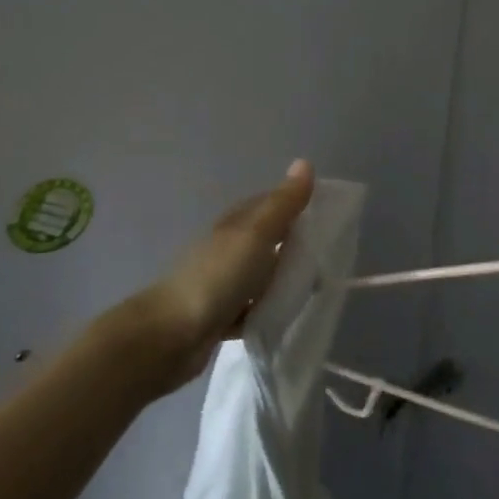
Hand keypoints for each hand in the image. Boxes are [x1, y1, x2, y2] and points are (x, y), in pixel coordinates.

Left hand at [116, 159, 315, 393]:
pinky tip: (285, 320)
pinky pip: (251, 310)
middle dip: (292, 245)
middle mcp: (226, 250)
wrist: (170, 336)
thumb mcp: (256, 235)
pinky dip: (266, 312)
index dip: (294, 205)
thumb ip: (282, 204)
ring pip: (259, 276)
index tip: (327, 215)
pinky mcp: (219, 318)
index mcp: (234, 225)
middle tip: (328, 257)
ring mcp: (221, 284)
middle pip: (265, 241)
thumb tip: (305, 162)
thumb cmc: (217, 277)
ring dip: (281, 280)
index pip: (268, 205)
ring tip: (314, 290)